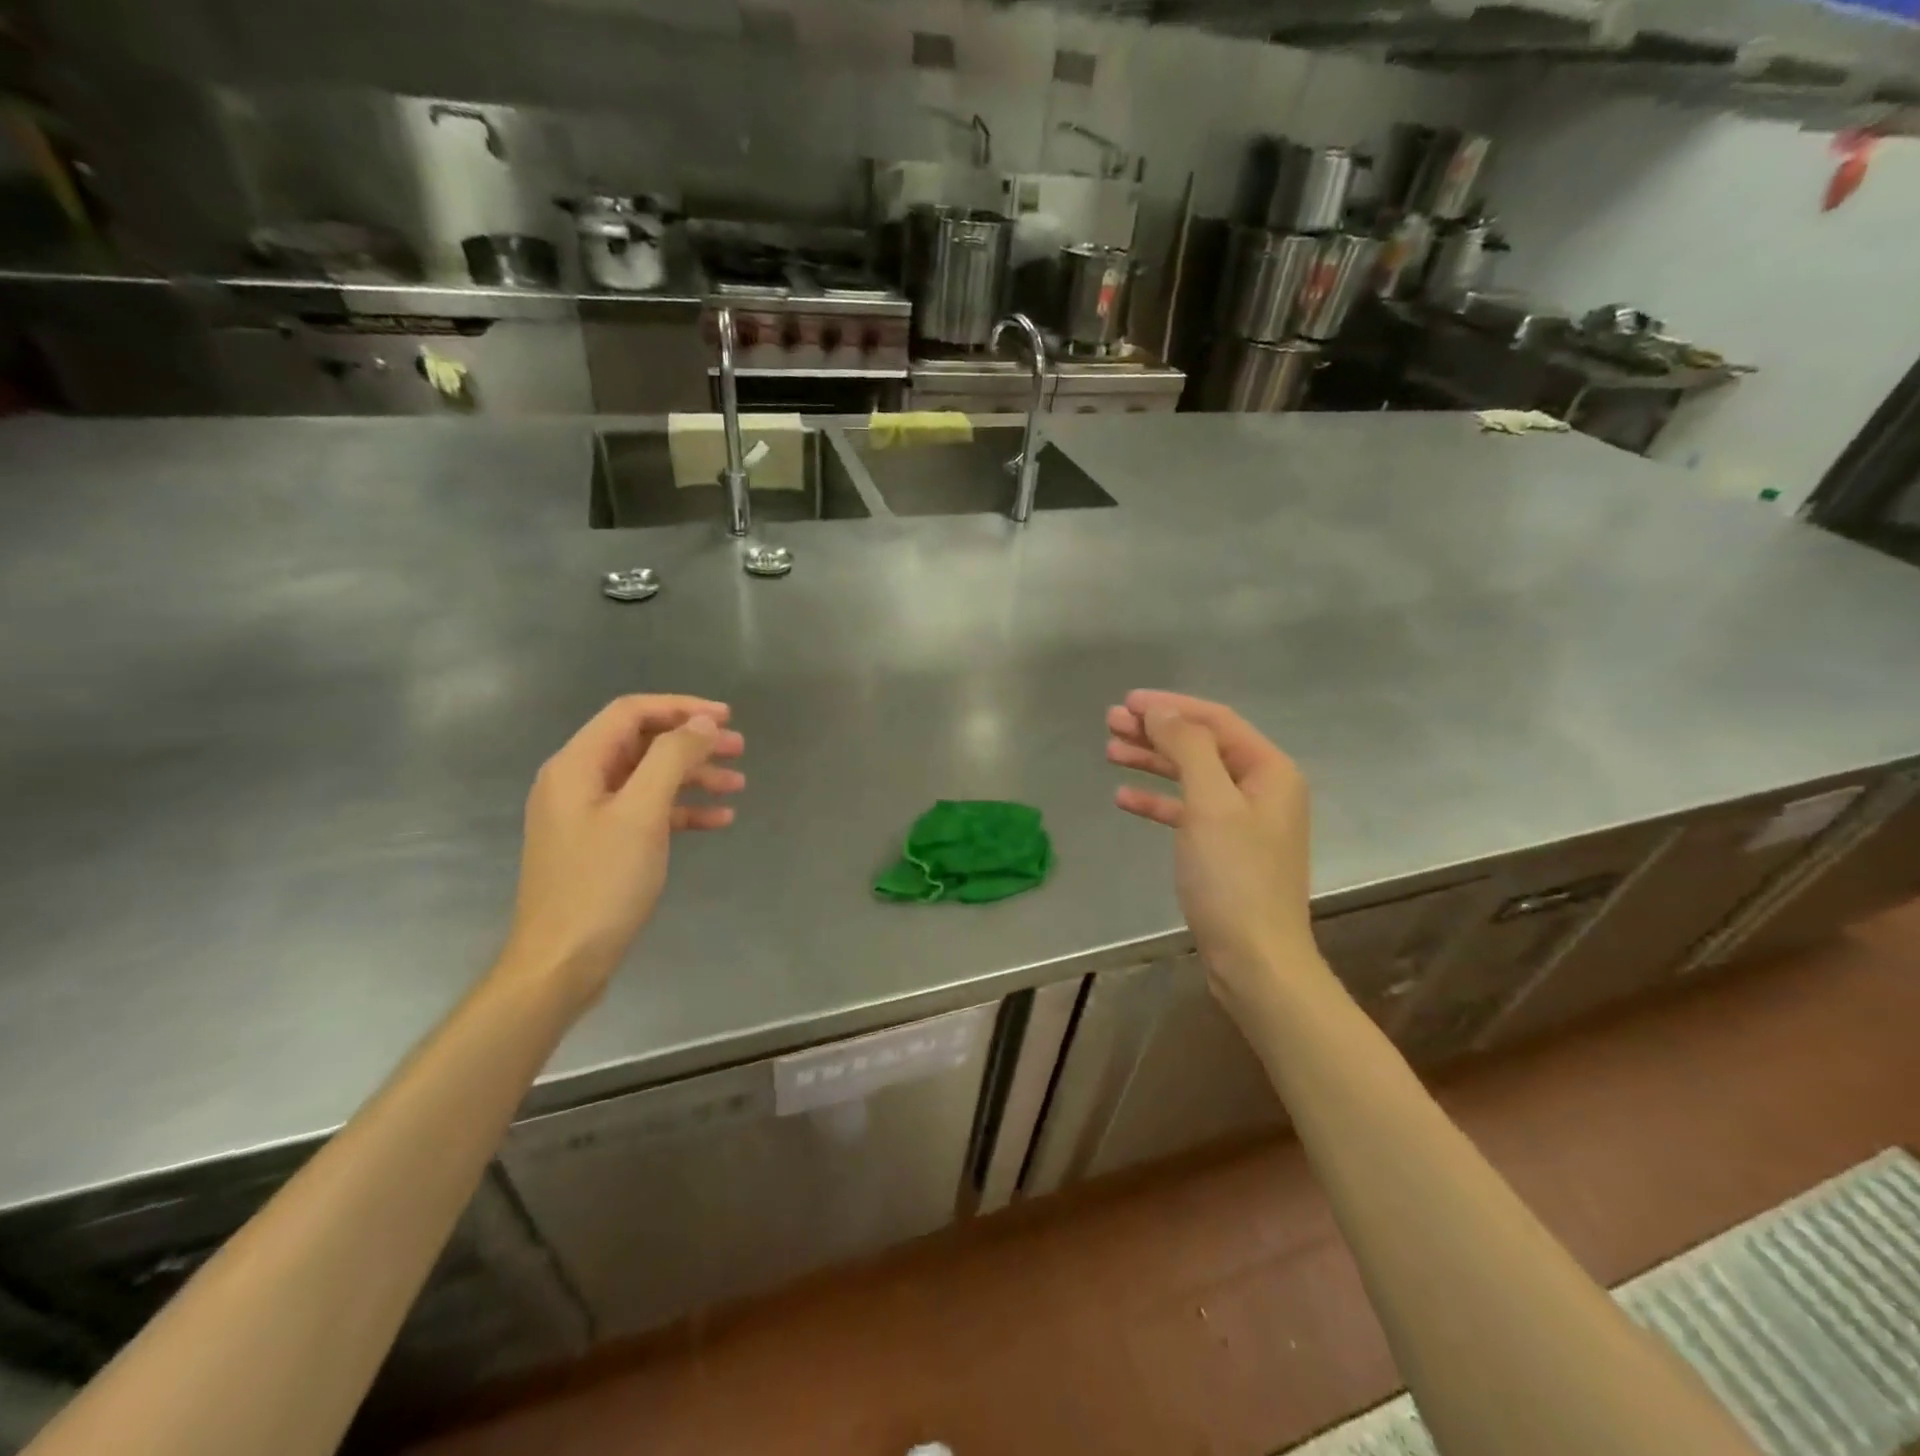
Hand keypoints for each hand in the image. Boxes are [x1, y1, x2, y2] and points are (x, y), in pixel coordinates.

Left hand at [500, 695, 744, 1008]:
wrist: (562, 962)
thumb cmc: (601, 883)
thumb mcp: (641, 814)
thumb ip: (671, 759)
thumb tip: (701, 723)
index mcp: (577, 765)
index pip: (631, 713)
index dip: (681, 707)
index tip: (726, 717)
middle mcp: (578, 781)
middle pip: (643, 744)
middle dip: (693, 743)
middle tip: (740, 749)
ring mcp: (589, 815)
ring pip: (649, 778)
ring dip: (693, 777)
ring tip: (737, 784)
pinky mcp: (602, 844)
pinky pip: (647, 812)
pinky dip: (681, 810)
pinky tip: (718, 820)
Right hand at [1107, 690, 1316, 1020]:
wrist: (1255, 959)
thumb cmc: (1234, 877)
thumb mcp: (1210, 804)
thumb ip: (1187, 749)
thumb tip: (1162, 711)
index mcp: (1269, 771)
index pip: (1216, 721)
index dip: (1171, 706)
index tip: (1128, 701)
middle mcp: (1260, 789)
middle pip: (1201, 745)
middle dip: (1156, 731)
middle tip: (1110, 721)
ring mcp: (1243, 821)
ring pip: (1191, 776)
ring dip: (1152, 761)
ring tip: (1110, 750)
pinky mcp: (1224, 849)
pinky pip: (1187, 811)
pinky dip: (1158, 801)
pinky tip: (1125, 797)